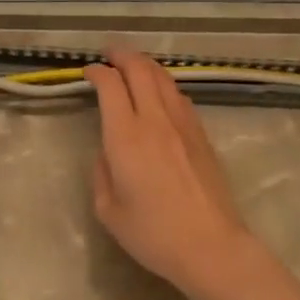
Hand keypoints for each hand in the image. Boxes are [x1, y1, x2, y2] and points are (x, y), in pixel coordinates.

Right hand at [84, 49, 264, 299]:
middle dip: (122, 55)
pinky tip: (160, 94)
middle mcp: (155, 121)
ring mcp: (183, 125)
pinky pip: (180, 97)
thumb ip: (102, 173)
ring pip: (164, 79)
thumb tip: (108, 153)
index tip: (88, 72)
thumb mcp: (109, 211)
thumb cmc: (153, 234)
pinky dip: (164, 85)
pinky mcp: (202, 135)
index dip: (97, 72)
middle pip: (140, 69)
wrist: (211, 246)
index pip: (110, 86)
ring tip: (133, 65)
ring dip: (145, 65)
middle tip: (109, 54)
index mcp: (126, 137)